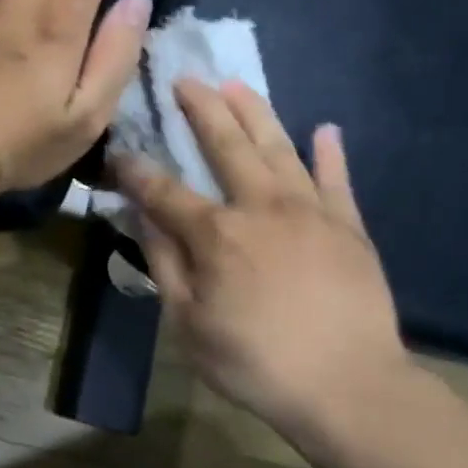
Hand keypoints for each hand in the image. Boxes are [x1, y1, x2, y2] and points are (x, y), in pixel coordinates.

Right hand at [115, 80, 406, 450]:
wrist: (349, 387)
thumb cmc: (254, 361)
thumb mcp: (188, 323)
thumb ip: (164, 263)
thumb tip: (139, 216)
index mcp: (217, 234)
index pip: (164, 190)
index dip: (136, 170)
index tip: (118, 151)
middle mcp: (261, 207)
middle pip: (226, 146)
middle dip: (201, 110)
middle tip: (184, 80)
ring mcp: (310, 211)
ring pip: (278, 148)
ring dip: (255, 113)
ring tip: (236, 85)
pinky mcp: (348, 226)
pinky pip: (337, 179)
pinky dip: (329, 152)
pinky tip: (324, 129)